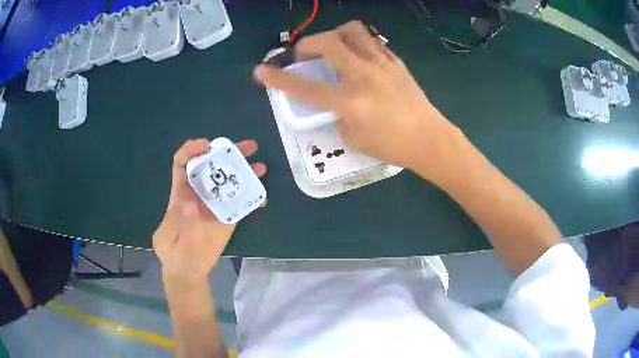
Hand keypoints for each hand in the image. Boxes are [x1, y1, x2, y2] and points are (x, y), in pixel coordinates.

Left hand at [153, 139, 266, 283]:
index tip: (205, 146)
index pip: (183, 162)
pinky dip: (253, 198)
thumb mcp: (165, 237)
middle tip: (249, 147)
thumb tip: (190, 204)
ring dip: (245, 171)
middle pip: (213, 166)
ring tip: (260, 167)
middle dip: (229, 153)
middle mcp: (200, 193)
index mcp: (180, 192)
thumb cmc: (171, 252)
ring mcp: (216, 205)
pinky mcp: (229, 217)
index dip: (192, 150)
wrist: (187, 272)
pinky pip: (242, 203)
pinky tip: (262, 198)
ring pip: (230, 181)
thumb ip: (175, 221)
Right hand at [254, 20, 461, 173]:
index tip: (261, 71)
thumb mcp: (353, 138)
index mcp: (350, 102)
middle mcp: (364, 76)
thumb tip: (332, 100)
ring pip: (352, 30)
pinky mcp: (395, 61)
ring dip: (334, 34)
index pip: (305, 87)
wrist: (429, 139)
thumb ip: (336, 115)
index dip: (278, 78)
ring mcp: (382, 64)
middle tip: (304, 55)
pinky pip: (371, 41)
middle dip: (307, 44)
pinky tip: (357, 56)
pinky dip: (356, 43)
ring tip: (332, 47)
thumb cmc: (392, 146)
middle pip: (327, 42)